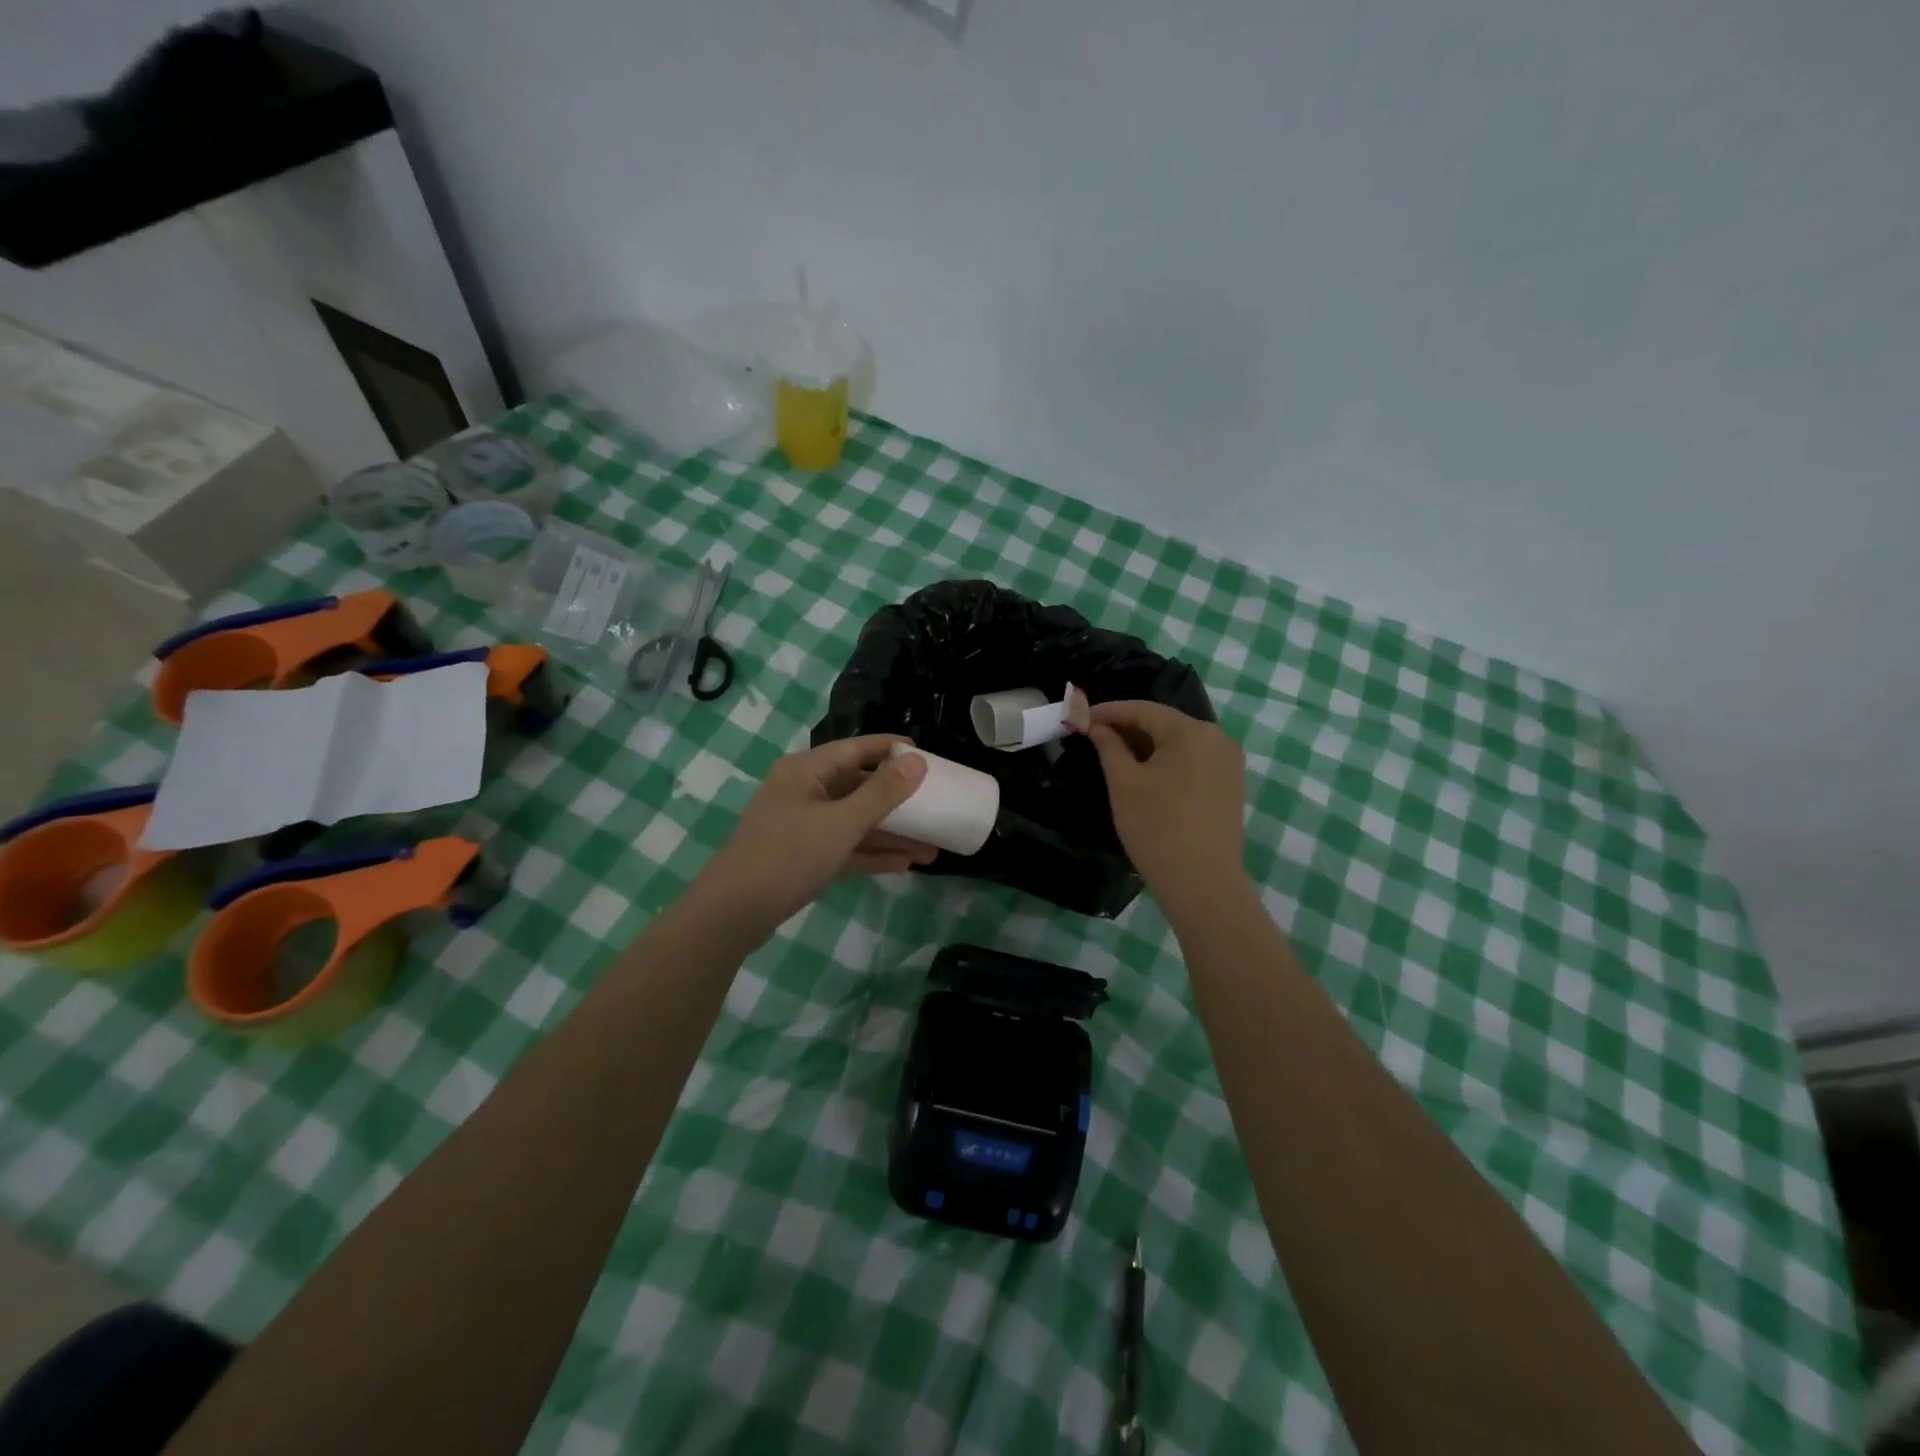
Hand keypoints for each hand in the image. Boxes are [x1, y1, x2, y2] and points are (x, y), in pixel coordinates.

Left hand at [697, 736, 934, 927]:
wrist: (735, 912)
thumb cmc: (788, 855)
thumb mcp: (842, 823)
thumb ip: (882, 793)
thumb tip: (917, 761)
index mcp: (807, 771)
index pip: (856, 748)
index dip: (890, 749)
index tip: (926, 755)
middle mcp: (805, 791)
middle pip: (859, 787)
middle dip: (899, 802)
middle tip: (936, 806)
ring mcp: (803, 825)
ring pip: (855, 821)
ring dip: (890, 834)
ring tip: (931, 848)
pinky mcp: (803, 856)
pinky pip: (845, 847)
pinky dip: (871, 854)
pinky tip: (904, 865)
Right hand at [1087, 701, 1247, 908]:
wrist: (1202, 883)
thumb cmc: (1156, 827)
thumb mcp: (1124, 783)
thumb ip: (1109, 746)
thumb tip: (1097, 726)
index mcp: (1192, 731)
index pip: (1143, 709)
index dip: (1109, 712)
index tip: (1080, 717)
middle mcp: (1218, 739)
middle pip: (1164, 723)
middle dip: (1128, 727)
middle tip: (1094, 736)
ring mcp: (1229, 763)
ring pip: (1180, 743)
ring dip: (1147, 745)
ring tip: (1115, 755)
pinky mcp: (1231, 786)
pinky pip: (1193, 761)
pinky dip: (1167, 762)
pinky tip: (1146, 774)